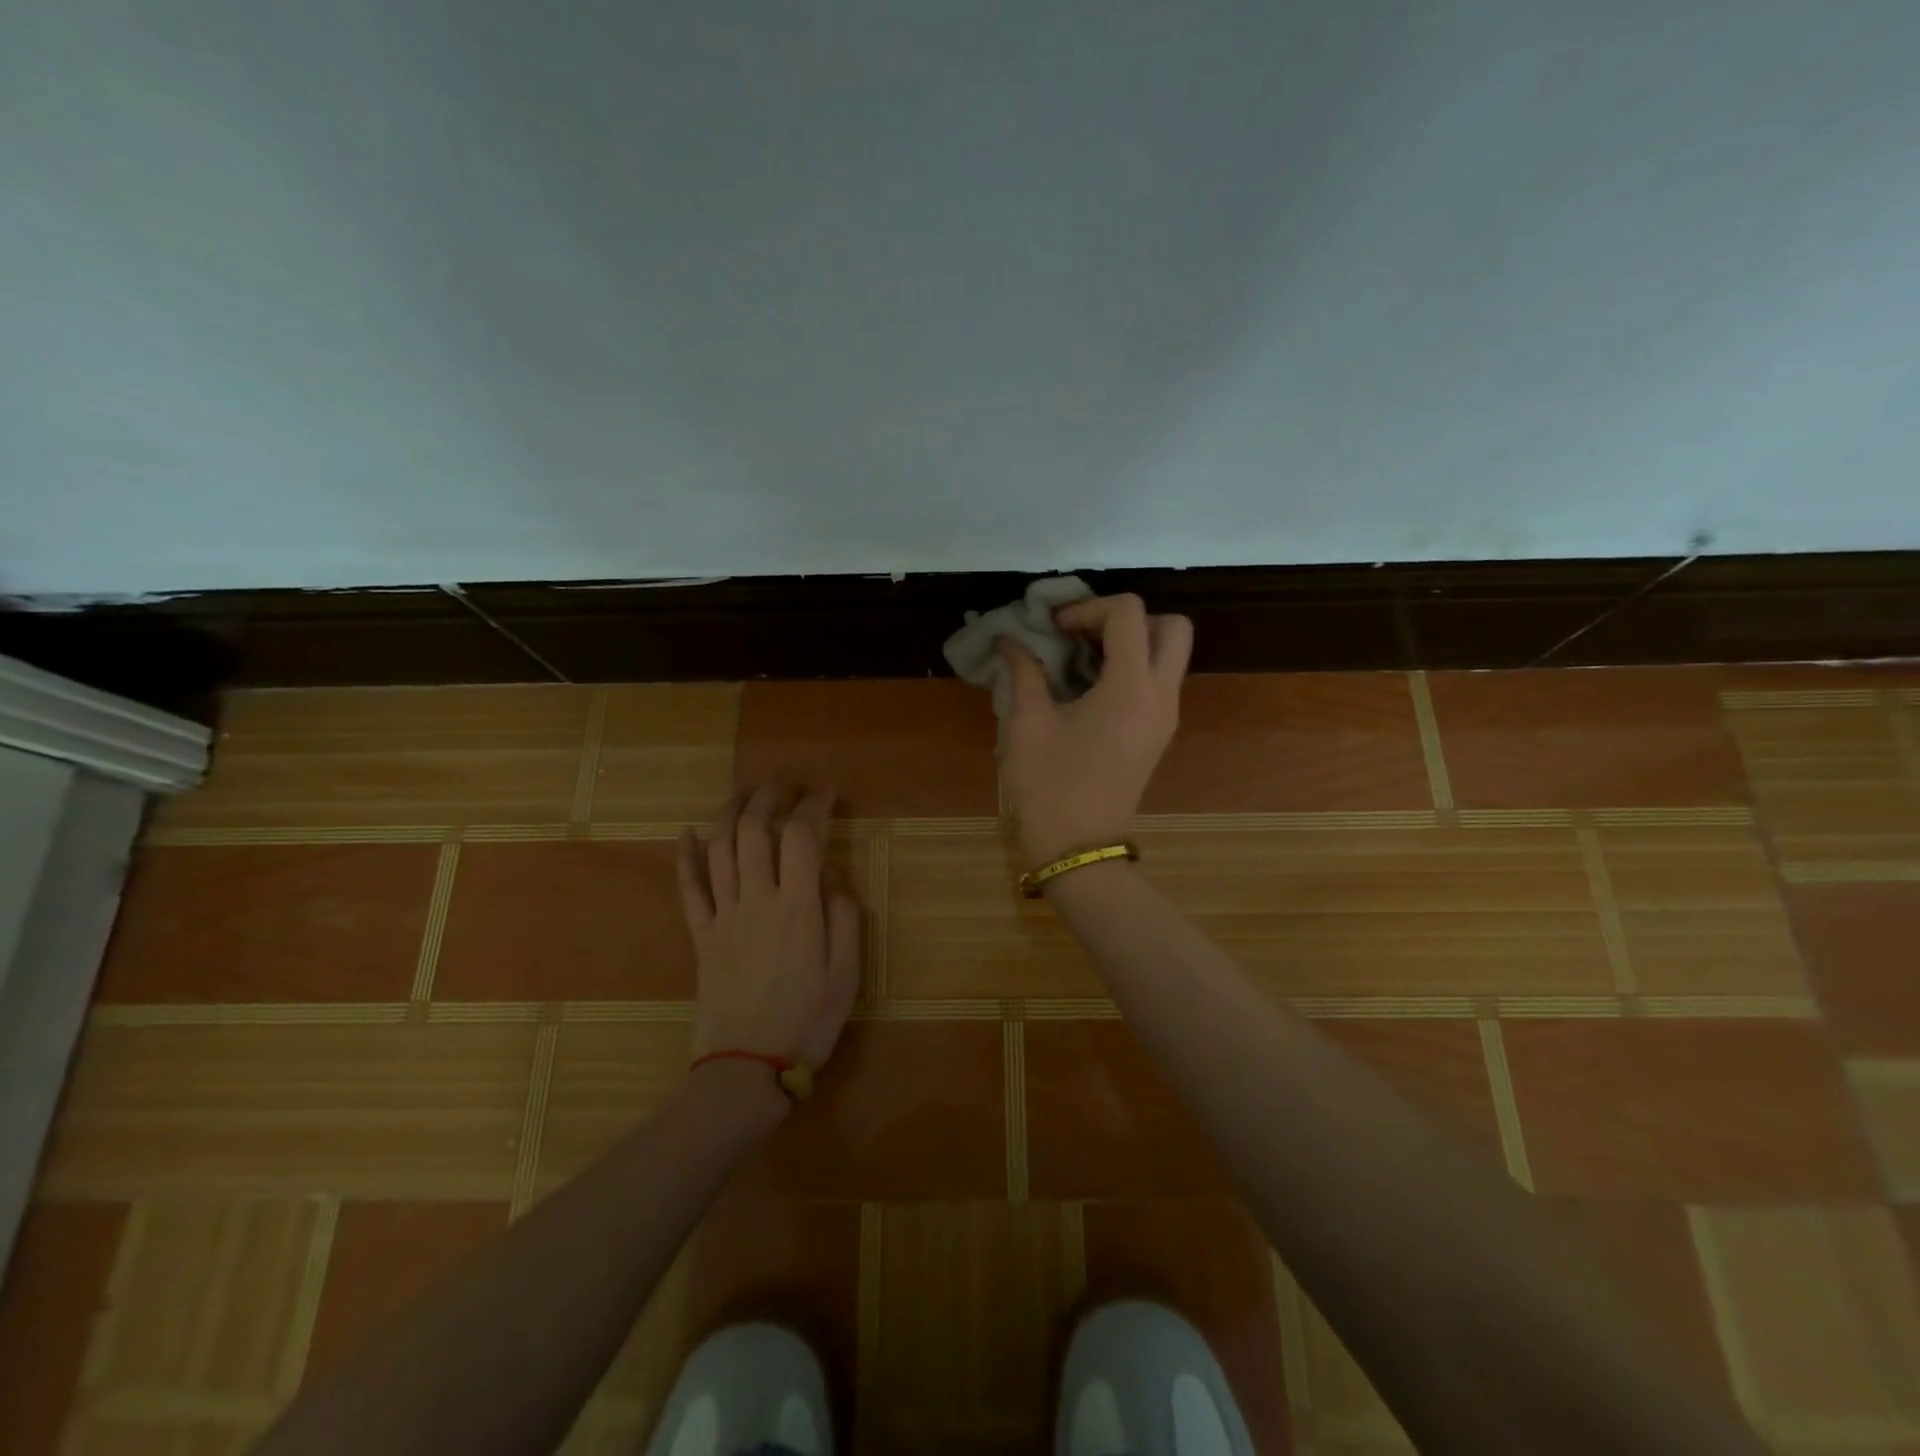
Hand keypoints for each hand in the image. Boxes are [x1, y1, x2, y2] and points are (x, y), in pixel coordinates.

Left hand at [676, 785, 861, 1068]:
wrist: (746, 1069)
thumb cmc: (807, 1022)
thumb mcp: (847, 973)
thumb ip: (843, 916)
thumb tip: (831, 874)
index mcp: (798, 908)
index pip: (802, 837)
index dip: (814, 805)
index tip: (827, 791)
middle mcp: (757, 901)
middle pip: (754, 831)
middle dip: (769, 797)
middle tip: (784, 785)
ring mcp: (723, 916)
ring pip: (720, 849)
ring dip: (730, 812)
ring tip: (745, 793)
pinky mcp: (701, 936)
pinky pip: (688, 888)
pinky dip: (686, 856)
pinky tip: (688, 832)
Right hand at [996, 593, 1192, 865]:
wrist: (1077, 849)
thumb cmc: (1048, 787)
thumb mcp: (1027, 724)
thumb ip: (1023, 671)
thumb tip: (1009, 639)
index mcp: (1130, 688)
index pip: (1128, 613)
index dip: (1087, 607)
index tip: (1053, 628)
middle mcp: (1161, 696)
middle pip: (1171, 626)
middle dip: (1126, 618)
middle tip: (1083, 634)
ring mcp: (1165, 717)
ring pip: (1169, 653)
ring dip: (1131, 642)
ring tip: (1081, 657)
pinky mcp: (1159, 733)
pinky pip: (1159, 680)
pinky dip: (1132, 666)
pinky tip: (1089, 684)